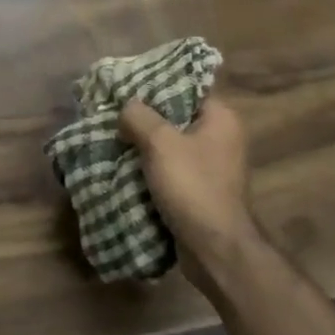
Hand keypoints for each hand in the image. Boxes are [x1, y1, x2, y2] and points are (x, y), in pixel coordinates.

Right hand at [118, 92, 255, 259]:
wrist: (215, 250)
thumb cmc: (192, 186)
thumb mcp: (160, 142)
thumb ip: (139, 116)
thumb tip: (126, 107)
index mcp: (221, 118)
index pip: (185, 87)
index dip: (154, 84)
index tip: (125, 85)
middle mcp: (220, 137)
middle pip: (174, 114)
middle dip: (144, 115)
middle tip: (113, 111)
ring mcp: (211, 165)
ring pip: (169, 142)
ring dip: (143, 142)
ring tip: (113, 135)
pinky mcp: (199, 188)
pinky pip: (169, 166)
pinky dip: (149, 164)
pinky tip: (124, 162)